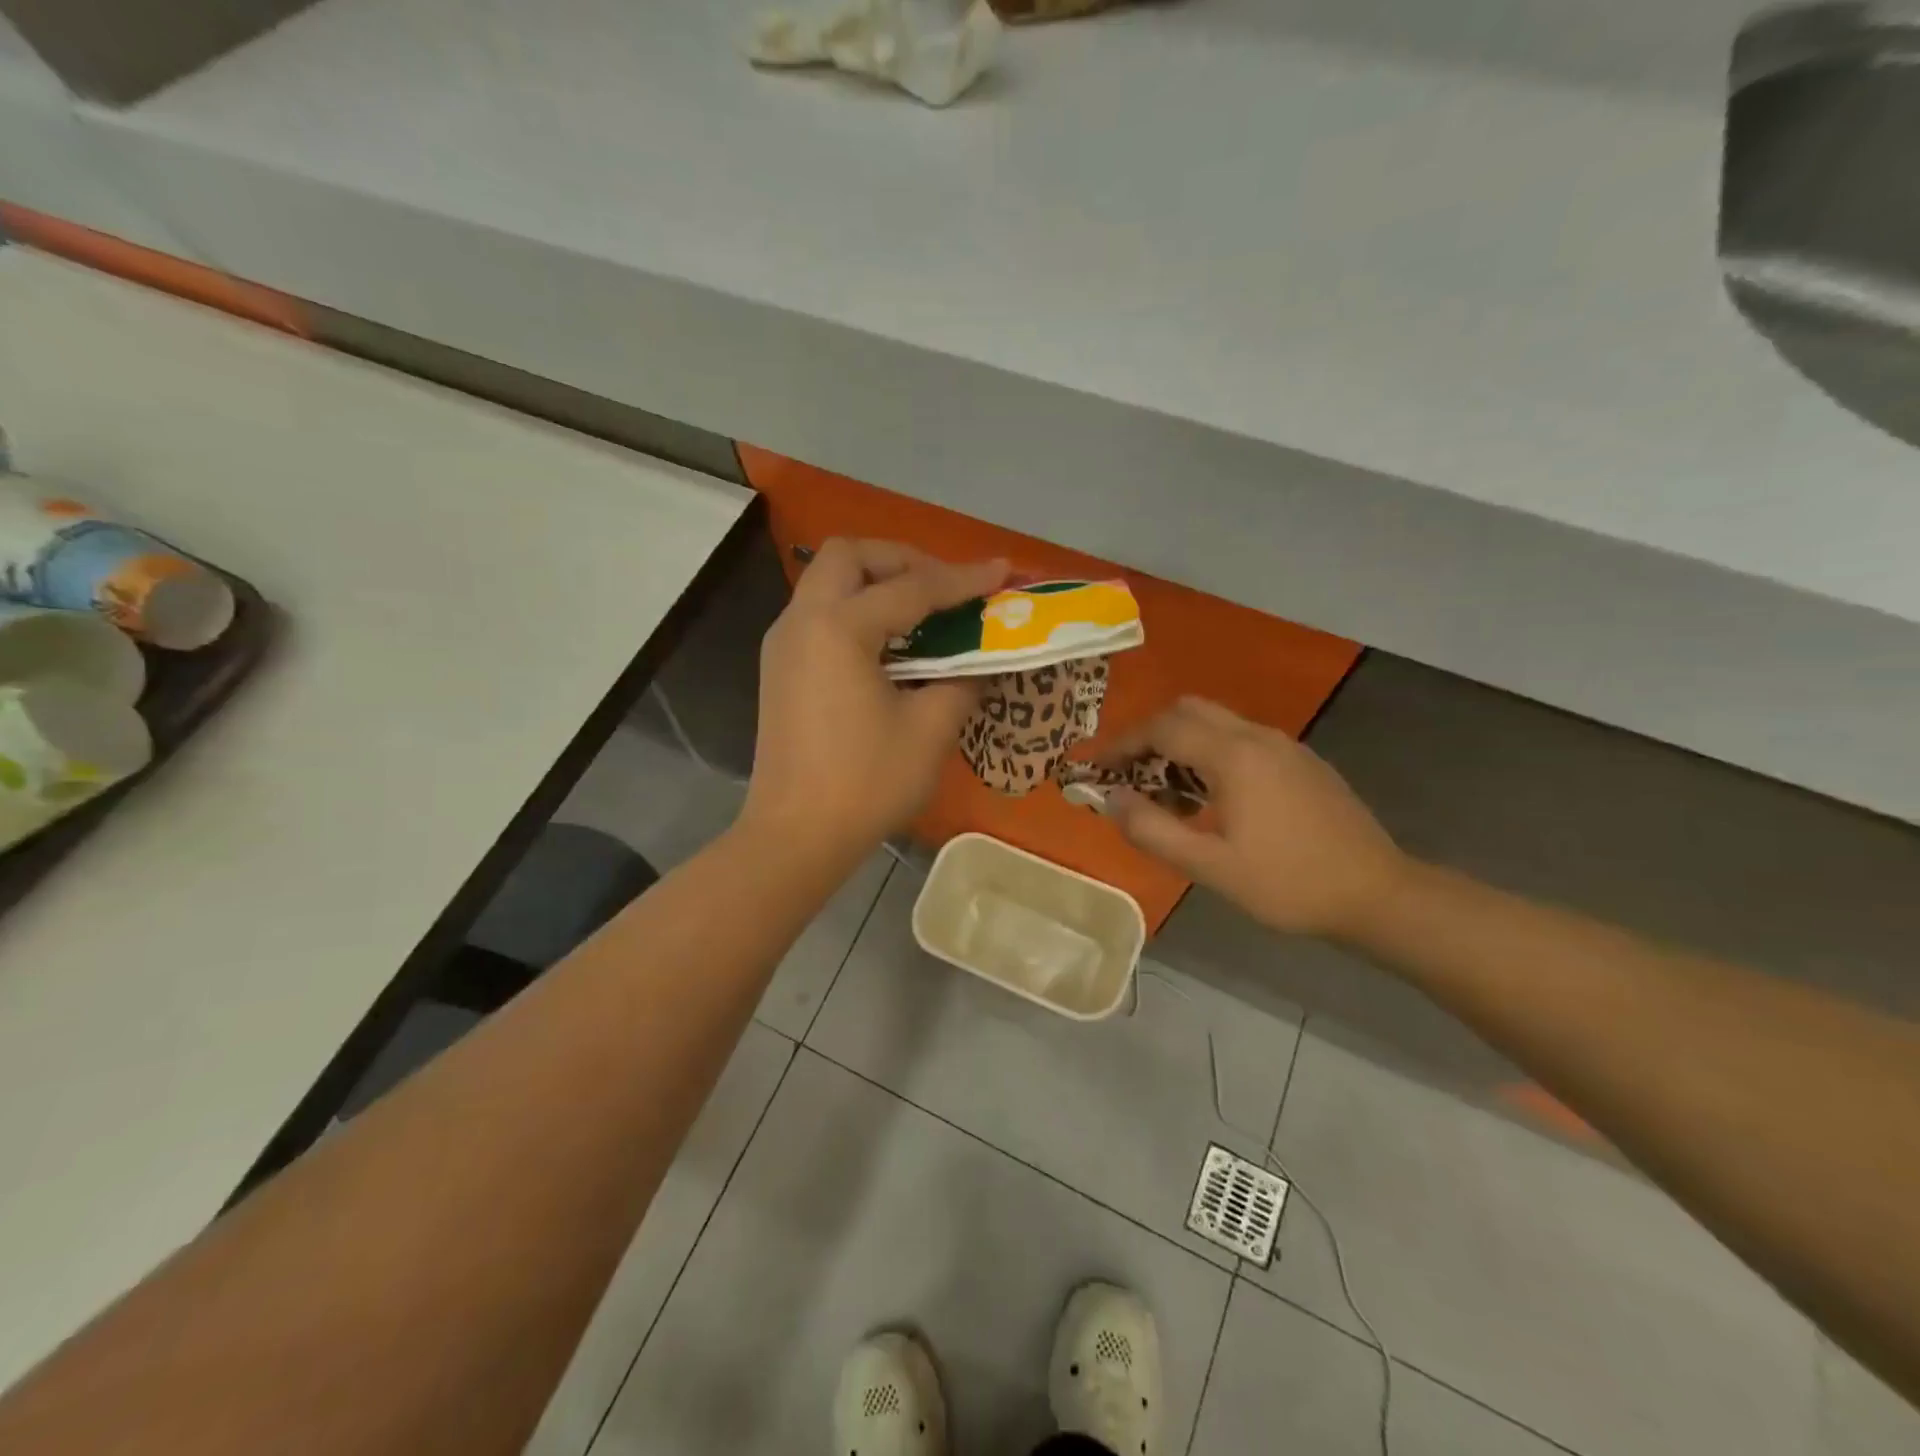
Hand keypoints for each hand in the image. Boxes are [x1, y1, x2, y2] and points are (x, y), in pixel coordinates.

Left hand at [741, 539, 1007, 864]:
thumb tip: (975, 663)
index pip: (911, 587)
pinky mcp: (780, 670)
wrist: (795, 837)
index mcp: (838, 628)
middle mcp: (801, 621)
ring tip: (922, 613)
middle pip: (849, 556)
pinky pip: (820, 616)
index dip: (963, 580)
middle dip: (902, 559)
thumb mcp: (930, 730)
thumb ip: (961, 681)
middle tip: (943, 587)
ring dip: (876, 582)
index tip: (1003, 573)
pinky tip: (889, 647)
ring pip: (828, 583)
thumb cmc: (865, 784)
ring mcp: (783, 645)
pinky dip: (856, 612)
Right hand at [1100, 697, 1409, 939]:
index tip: (1094, 766)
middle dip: (1149, 735)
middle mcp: (1258, 737)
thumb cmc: (1288, 883)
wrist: (1378, 894)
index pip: (1162, 729)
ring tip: (1164, 793)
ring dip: (1180, 744)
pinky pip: (1241, 740)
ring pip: (1216, 723)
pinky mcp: (1301, 762)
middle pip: (1188, 711)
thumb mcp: (1210, 866)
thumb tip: (1111, 799)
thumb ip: (1152, 830)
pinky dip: (1209, 753)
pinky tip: (1210, 798)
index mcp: (1234, 756)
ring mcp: (1284, 746)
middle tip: (1127, 773)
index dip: (1121, 743)